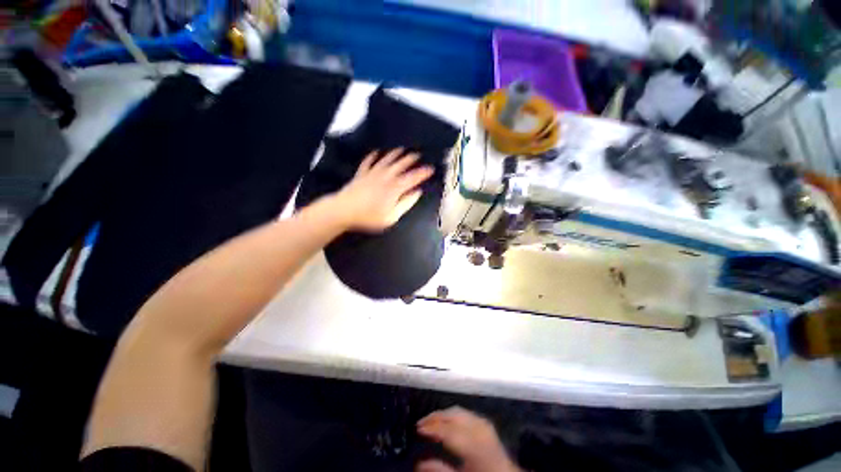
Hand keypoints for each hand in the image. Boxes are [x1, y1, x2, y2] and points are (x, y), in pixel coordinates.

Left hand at [331, 148, 434, 231]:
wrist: (344, 210)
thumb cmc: (369, 217)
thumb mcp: (392, 216)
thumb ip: (406, 204)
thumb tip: (417, 192)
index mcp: (394, 188)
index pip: (412, 177)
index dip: (423, 172)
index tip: (431, 169)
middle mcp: (385, 177)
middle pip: (400, 165)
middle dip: (410, 159)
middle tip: (418, 155)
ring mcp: (372, 173)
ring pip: (386, 160)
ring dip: (395, 154)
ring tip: (402, 149)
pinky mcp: (361, 174)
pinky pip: (368, 162)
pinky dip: (373, 156)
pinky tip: (376, 152)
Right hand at [416, 407, 520, 471]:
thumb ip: (439, 470)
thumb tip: (418, 464)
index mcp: (473, 446)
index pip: (447, 430)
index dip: (431, 427)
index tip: (418, 428)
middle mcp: (478, 430)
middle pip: (452, 415)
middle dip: (435, 417)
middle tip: (421, 423)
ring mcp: (483, 424)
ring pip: (458, 411)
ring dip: (443, 414)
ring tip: (431, 421)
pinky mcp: (486, 423)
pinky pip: (466, 413)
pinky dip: (454, 414)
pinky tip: (447, 420)